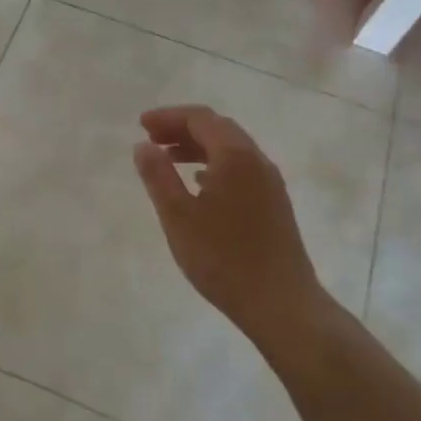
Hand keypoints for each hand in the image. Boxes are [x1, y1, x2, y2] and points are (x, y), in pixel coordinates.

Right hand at [131, 105, 329, 341]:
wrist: (280, 303)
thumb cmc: (223, 258)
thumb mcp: (178, 216)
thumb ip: (158, 176)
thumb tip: (143, 146)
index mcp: (235, 157)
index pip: (200, 119)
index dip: (168, 117)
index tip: (140, 125)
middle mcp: (257, 161)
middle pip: (218, 129)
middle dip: (182, 128)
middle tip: (151, 139)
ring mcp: (270, 183)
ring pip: (231, 150)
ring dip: (197, 147)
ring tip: (167, 159)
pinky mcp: (274, 204)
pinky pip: (240, 169)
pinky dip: (214, 165)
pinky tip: (199, 185)